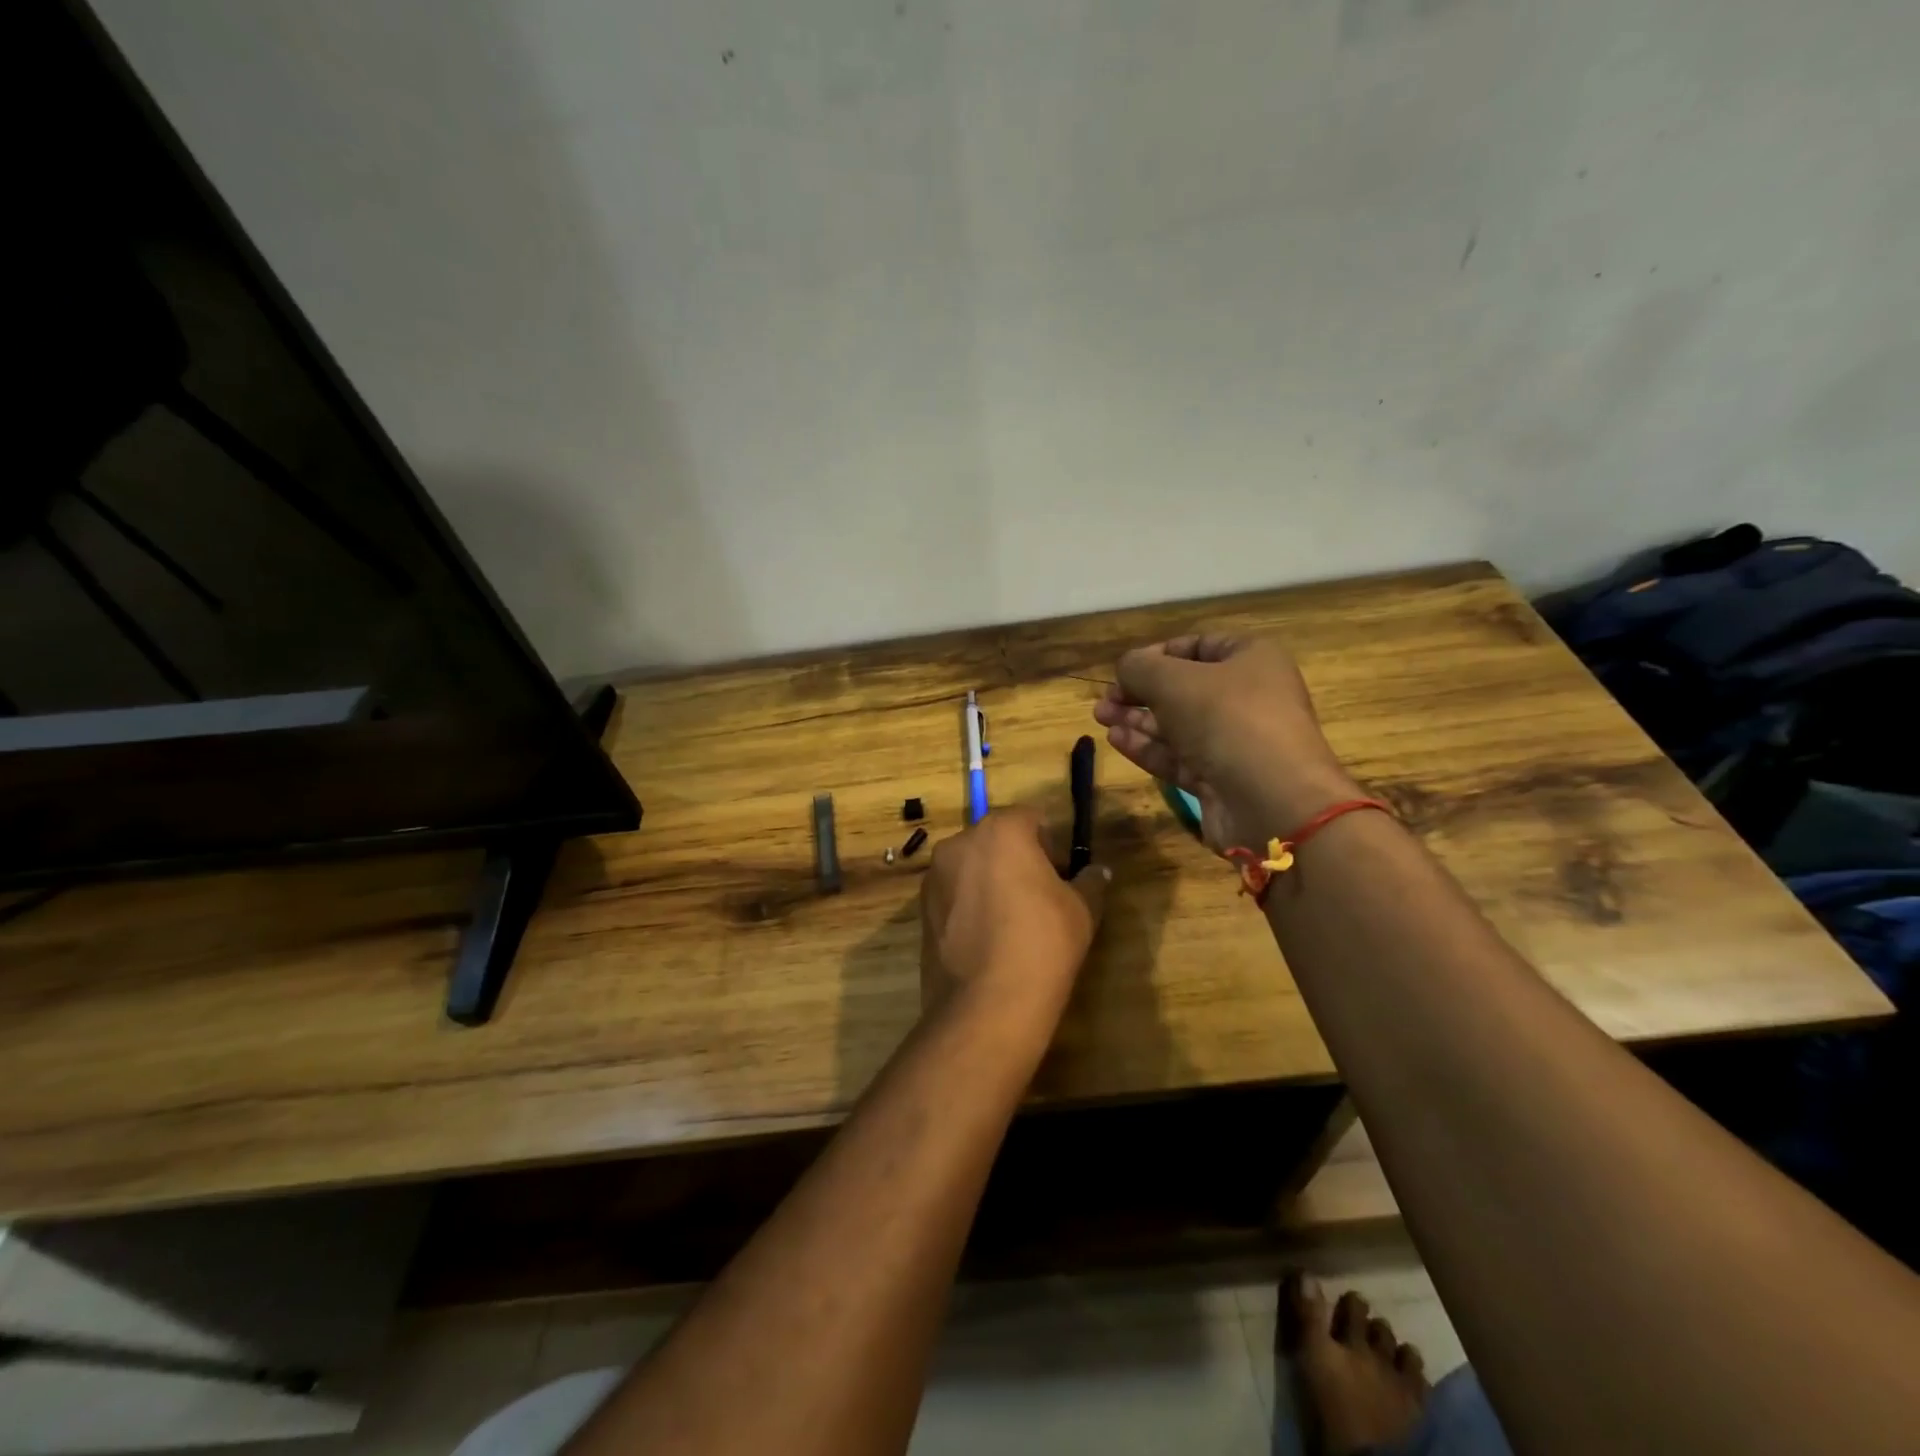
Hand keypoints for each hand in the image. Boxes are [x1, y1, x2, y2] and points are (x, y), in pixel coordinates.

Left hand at [920, 807, 1109, 1020]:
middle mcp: (960, 842)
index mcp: (1001, 830)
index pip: (1033, 819)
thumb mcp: (1082, 910)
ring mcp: (934, 876)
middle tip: (1040, 900)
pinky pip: (954, 895)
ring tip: (1011, 924)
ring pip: (972, 867)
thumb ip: (1090, 881)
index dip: (1052, 846)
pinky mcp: (920, 909)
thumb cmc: (1042, 943)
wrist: (986, 1005)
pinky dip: (970, 906)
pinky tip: (987, 940)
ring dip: (991, 882)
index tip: (1062, 879)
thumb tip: (1098, 871)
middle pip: (997, 840)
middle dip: (1019, 861)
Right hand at [1092, 634, 1358, 850]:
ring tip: (1100, 718)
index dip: (1158, 654)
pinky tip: (1116, 740)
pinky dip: (1149, 748)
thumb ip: (1140, 668)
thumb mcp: (1173, 680)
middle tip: (1105, 700)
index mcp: (1252, 659)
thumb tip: (1126, 669)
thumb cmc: (1227, 720)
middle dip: (1141, 692)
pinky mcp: (1222, 779)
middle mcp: (1248, 697)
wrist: (1272, 800)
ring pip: (1179, 725)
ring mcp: (1236, 742)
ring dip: (1138, 720)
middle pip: (1185, 689)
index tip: (1124, 669)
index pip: (1199, 646)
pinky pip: (1180, 757)